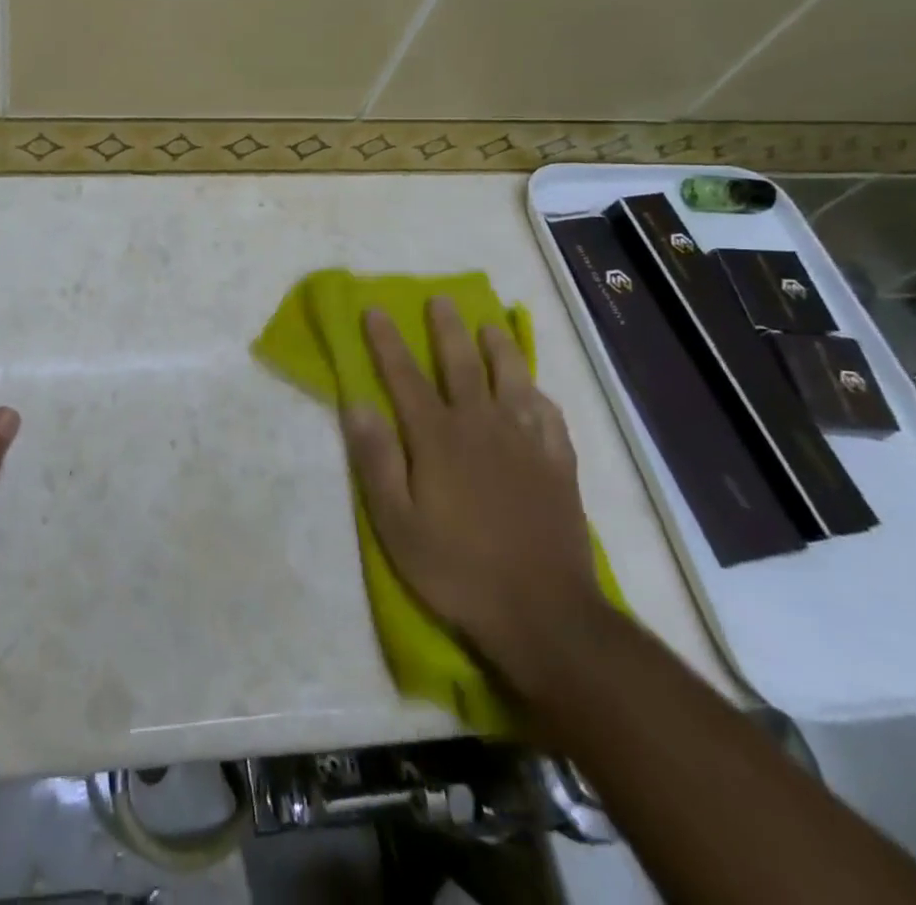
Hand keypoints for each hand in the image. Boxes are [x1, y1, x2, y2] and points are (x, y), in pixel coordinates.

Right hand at [339, 297, 603, 685]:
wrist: (544, 615)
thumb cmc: (456, 569)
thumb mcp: (396, 523)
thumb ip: (376, 460)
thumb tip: (357, 404)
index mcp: (437, 439)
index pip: (405, 377)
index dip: (387, 342)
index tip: (376, 310)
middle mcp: (482, 428)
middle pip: (462, 366)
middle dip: (447, 330)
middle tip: (441, 300)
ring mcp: (526, 446)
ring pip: (513, 382)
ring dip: (500, 350)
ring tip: (492, 326)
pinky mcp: (559, 468)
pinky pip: (550, 419)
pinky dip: (540, 398)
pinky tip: (536, 392)